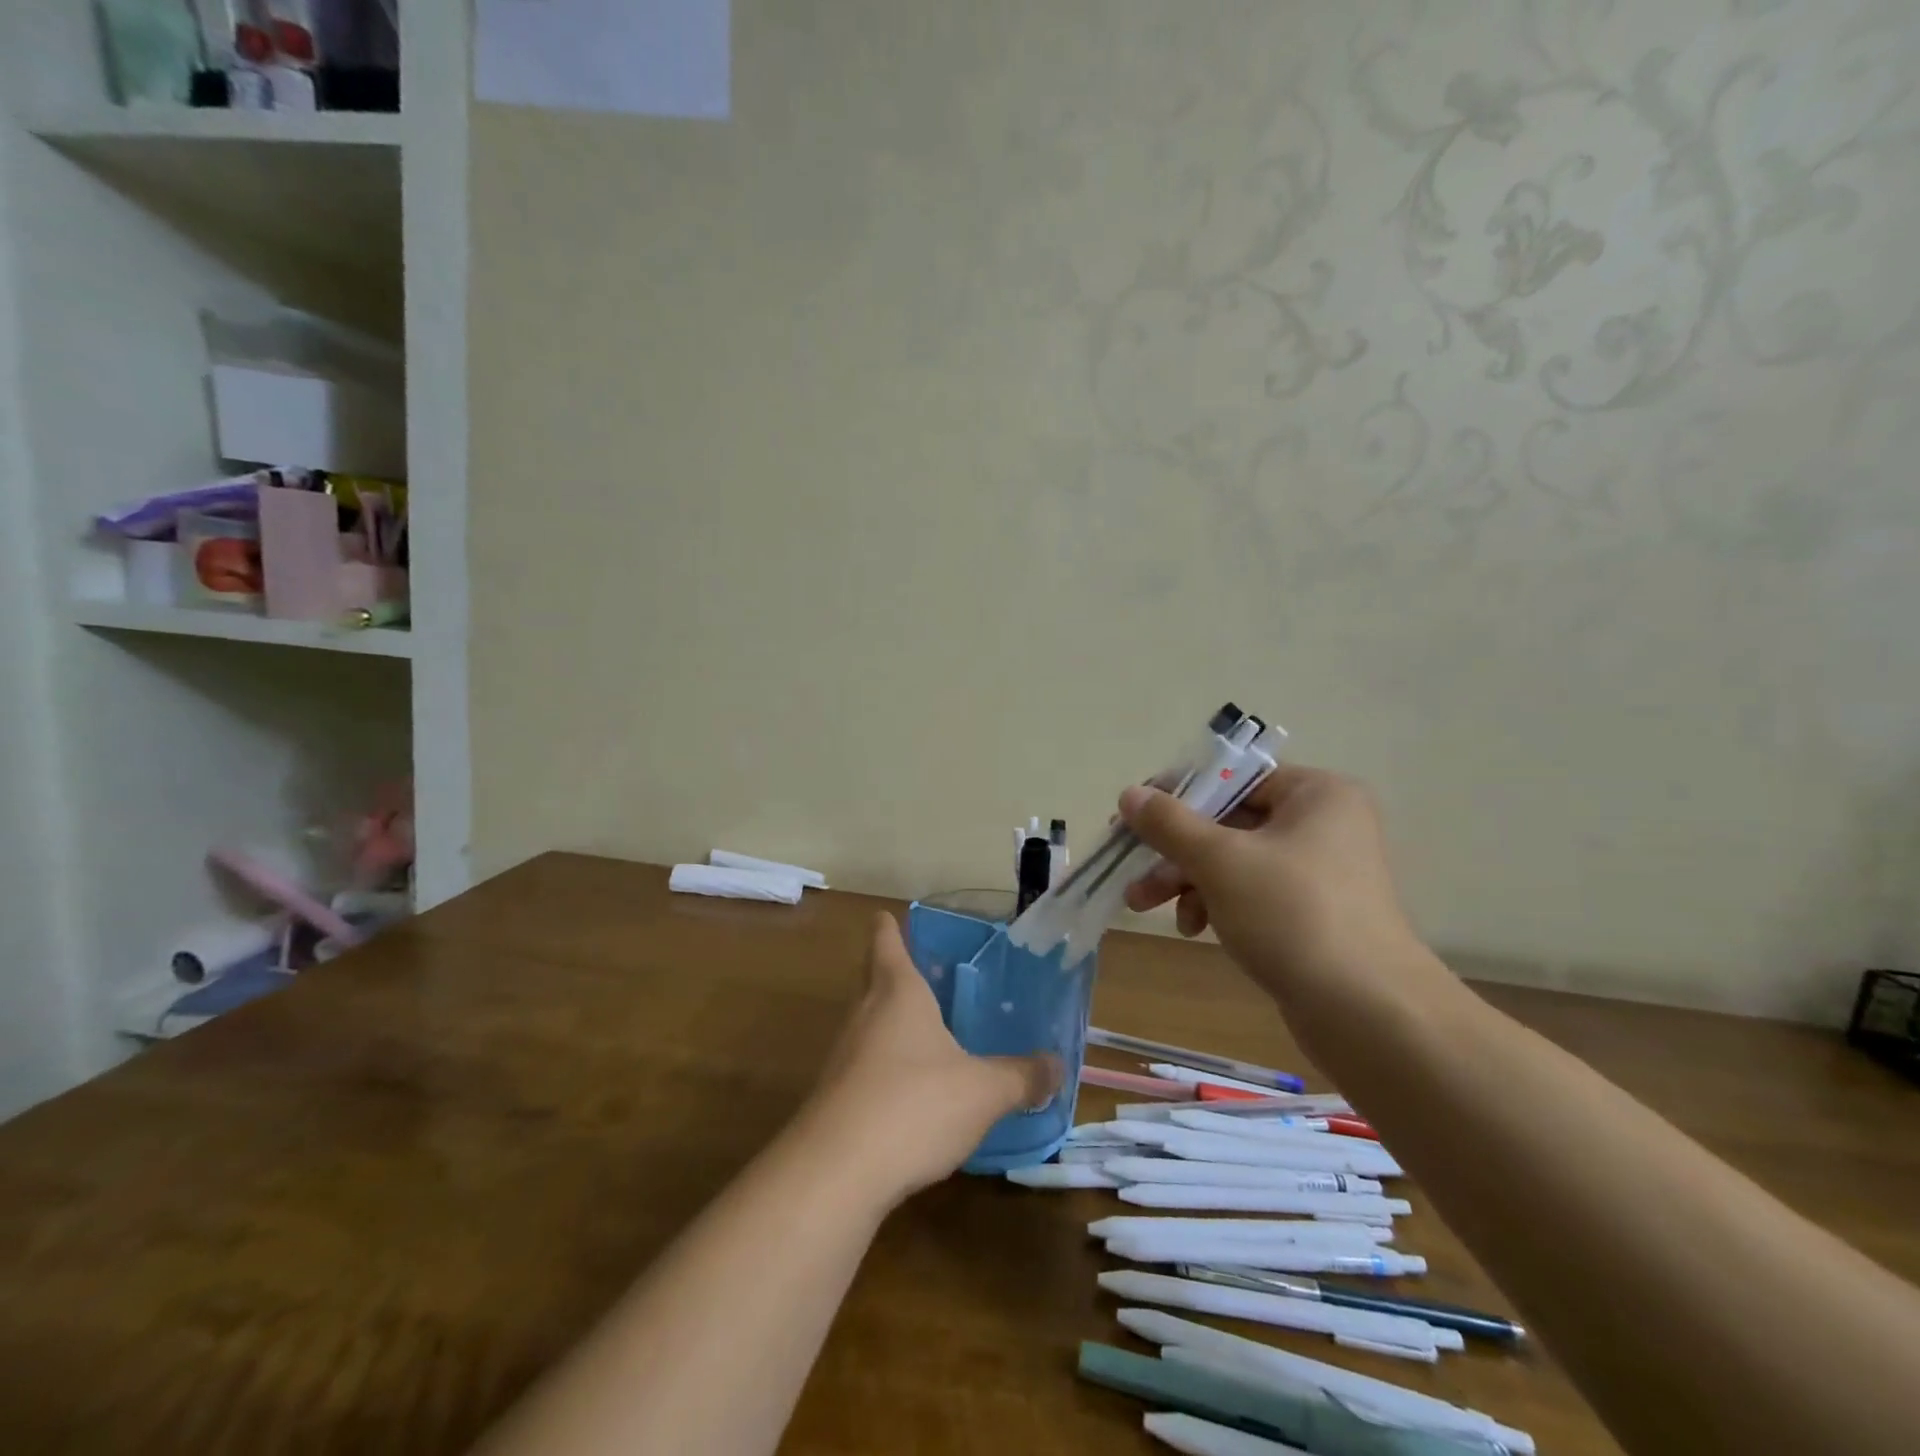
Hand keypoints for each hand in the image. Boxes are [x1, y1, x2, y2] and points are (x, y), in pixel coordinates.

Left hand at [802, 915, 1060, 1205]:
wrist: (835, 1173)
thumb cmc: (914, 1105)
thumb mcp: (983, 1091)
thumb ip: (1021, 1076)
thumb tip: (1058, 1066)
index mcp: (897, 991)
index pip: (886, 940)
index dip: (890, 927)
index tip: (894, 917)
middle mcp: (864, 1013)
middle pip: (874, 978)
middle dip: (897, 974)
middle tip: (932, 976)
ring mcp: (844, 1056)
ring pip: (870, 1023)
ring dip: (894, 1024)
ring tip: (931, 1033)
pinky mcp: (834, 1097)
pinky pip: (865, 1066)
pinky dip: (887, 1067)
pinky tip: (913, 1093)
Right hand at [1119, 765, 1423, 1004]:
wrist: (1367, 1013)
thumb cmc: (1292, 914)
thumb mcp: (1220, 861)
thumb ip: (1170, 823)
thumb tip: (1130, 794)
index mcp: (1316, 794)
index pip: (1232, 778)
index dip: (1177, 795)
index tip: (1133, 818)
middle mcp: (1323, 824)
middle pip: (1228, 822)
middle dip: (1174, 851)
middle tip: (1131, 870)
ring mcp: (1319, 872)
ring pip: (1234, 861)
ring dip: (1186, 881)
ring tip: (1144, 906)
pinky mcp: (1312, 914)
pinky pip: (1251, 893)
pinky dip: (1216, 904)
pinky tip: (1194, 929)